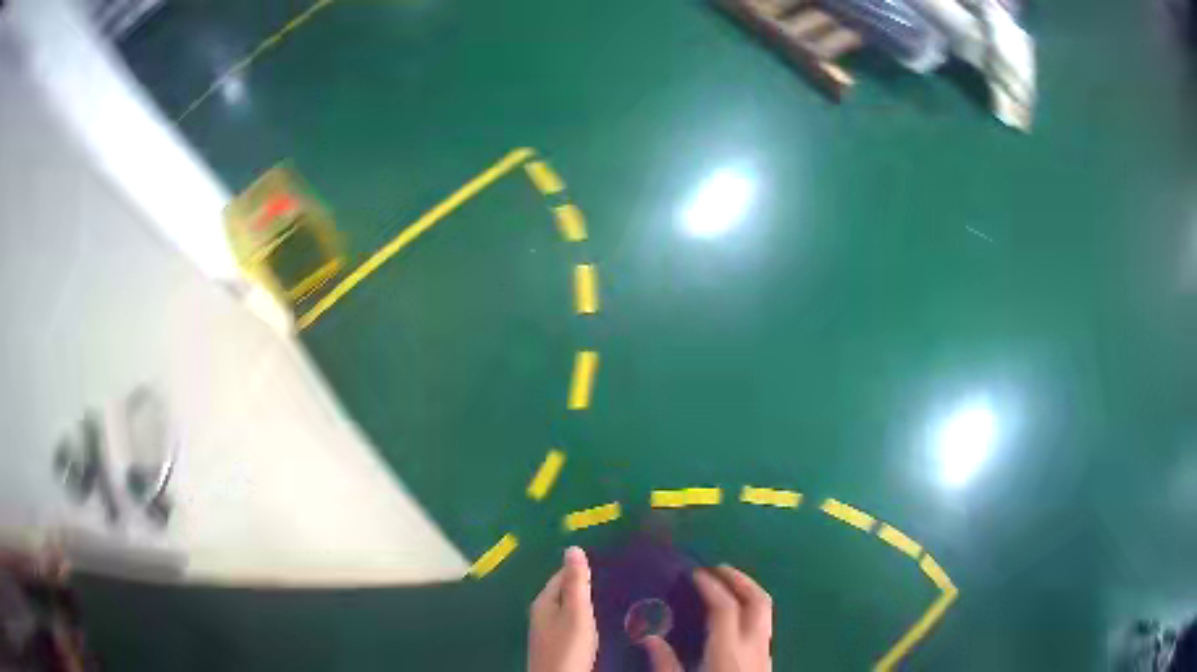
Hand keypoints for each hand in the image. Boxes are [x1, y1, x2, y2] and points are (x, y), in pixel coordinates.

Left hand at [529, 547, 598, 671]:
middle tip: (611, 579)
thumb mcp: (575, 612)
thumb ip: (576, 583)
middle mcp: (541, 613)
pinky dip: (582, 618)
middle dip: (582, 585)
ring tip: (608, 598)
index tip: (604, 563)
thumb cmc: (568, 646)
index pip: (560, 576)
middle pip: (563, 592)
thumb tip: (572, 548)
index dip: (580, 569)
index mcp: (543, 601)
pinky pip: (570, 623)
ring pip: (566, 608)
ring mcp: (547, 630)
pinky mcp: (555, 644)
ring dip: (583, 603)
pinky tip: (595, 623)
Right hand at [640, 565, 772, 671]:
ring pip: (766, 610)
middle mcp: (753, 645)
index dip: (711, 586)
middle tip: (717, 569)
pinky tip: (735, 616)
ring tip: (728, 584)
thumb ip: (665, 664)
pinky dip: (752, 609)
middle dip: (739, 579)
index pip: (725, 608)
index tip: (695, 573)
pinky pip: (764, 623)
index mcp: (728, 651)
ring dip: (749, 591)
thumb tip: (648, 637)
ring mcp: (765, 651)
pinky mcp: (767, 659)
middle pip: (757, 601)